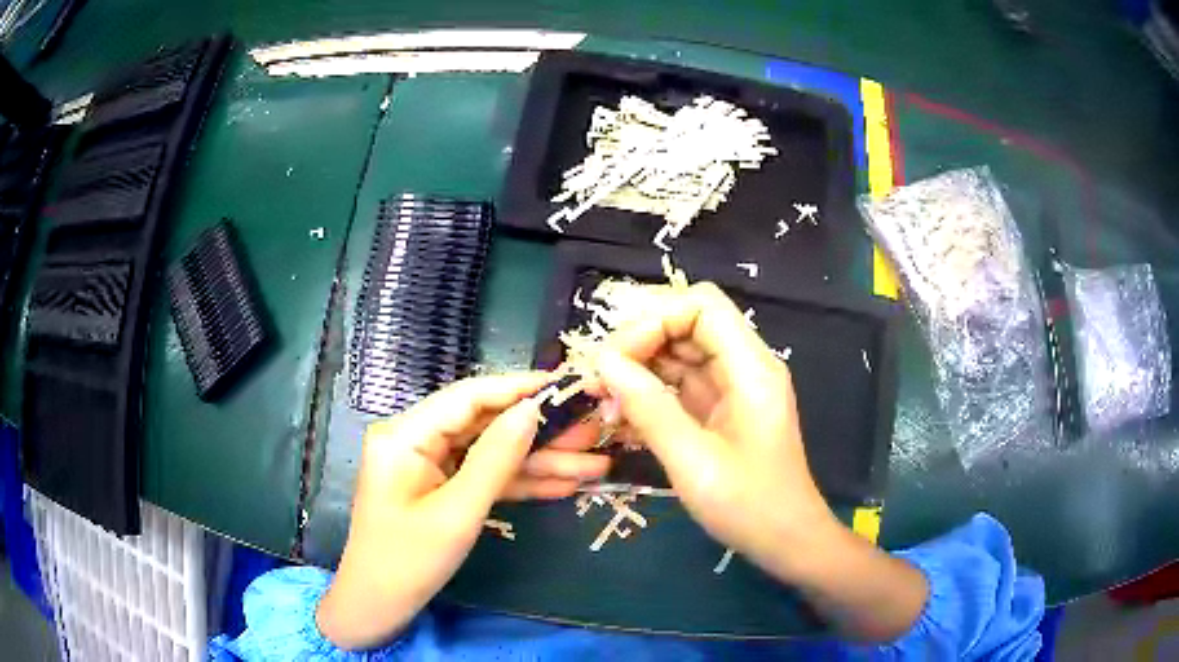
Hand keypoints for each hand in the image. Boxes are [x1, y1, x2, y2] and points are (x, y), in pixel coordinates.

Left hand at [317, 373, 609, 649]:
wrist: (379, 607)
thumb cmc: (408, 562)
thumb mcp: (457, 513)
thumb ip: (496, 460)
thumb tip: (533, 411)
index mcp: (405, 435)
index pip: (469, 397)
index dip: (520, 389)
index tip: (568, 386)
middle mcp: (415, 439)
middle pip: (486, 425)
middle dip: (541, 433)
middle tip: (594, 431)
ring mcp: (429, 464)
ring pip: (491, 453)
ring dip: (540, 461)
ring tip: (595, 464)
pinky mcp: (440, 486)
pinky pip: (484, 477)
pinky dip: (520, 482)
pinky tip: (564, 484)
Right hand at [591, 283, 926, 640]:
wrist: (786, 541)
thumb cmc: (749, 506)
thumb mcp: (694, 462)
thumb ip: (649, 409)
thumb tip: (604, 363)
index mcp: (751, 367)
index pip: (701, 305)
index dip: (654, 319)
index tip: (616, 358)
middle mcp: (743, 365)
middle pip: (686, 323)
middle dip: (639, 342)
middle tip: (599, 379)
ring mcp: (732, 387)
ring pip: (678, 352)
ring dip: (638, 368)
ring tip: (602, 399)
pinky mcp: (719, 409)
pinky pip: (678, 383)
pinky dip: (648, 392)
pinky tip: (620, 416)